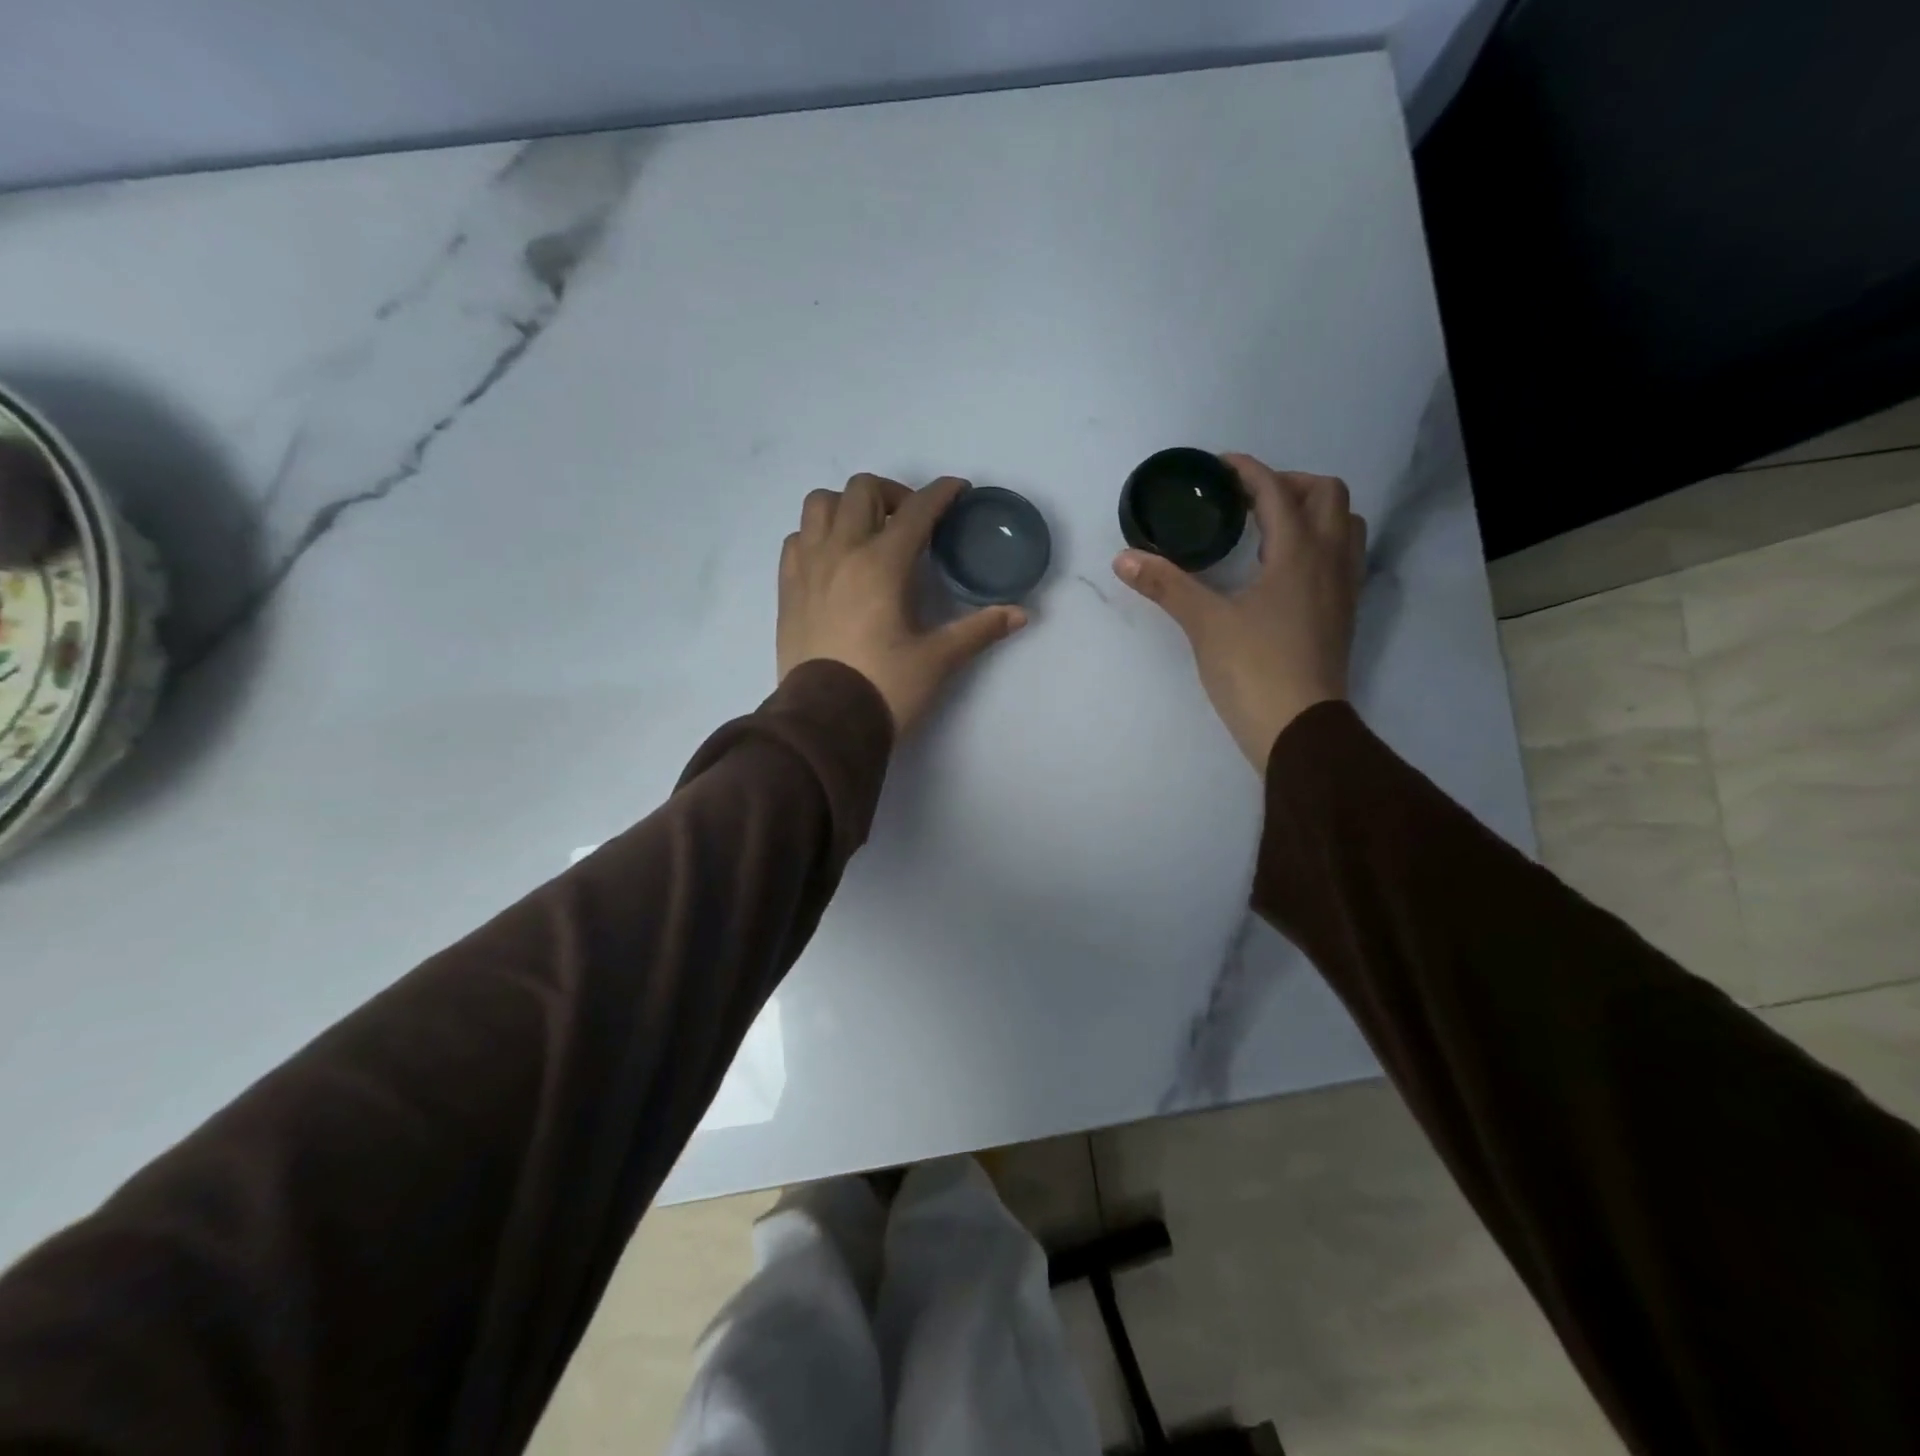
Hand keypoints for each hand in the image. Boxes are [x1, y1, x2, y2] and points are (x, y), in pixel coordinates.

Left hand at [779, 474, 1027, 733]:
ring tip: (867, 531)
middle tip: (912, 521)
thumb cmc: (885, 688)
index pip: (916, 510)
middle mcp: (840, 552)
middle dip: (893, 493)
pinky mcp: (787, 588)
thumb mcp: (938, 660)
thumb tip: (1021, 614)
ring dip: (847, 506)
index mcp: (881, 564)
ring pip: (820, 504)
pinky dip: (817, 534)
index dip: (941, 493)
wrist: (825, 723)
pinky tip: (833, 559)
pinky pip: (797, 538)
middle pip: (862, 490)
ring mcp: (807, 567)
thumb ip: (979, 630)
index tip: (957, 490)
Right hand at [1113, 454, 1365, 769]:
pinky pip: (1342, 555)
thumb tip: (1124, 557)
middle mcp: (1330, 560)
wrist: (1299, 728)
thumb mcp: (1204, 624)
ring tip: (1270, 528)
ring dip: (1312, 511)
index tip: (1218, 467)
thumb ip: (1166, 585)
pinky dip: (1319, 542)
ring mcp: (1343, 587)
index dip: (1247, 471)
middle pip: (1326, 494)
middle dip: (1287, 484)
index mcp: (1298, 552)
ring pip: (1344, 524)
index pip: (1276, 491)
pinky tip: (1283, 567)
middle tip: (1246, 501)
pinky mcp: (1342, 613)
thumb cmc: (1253, 669)